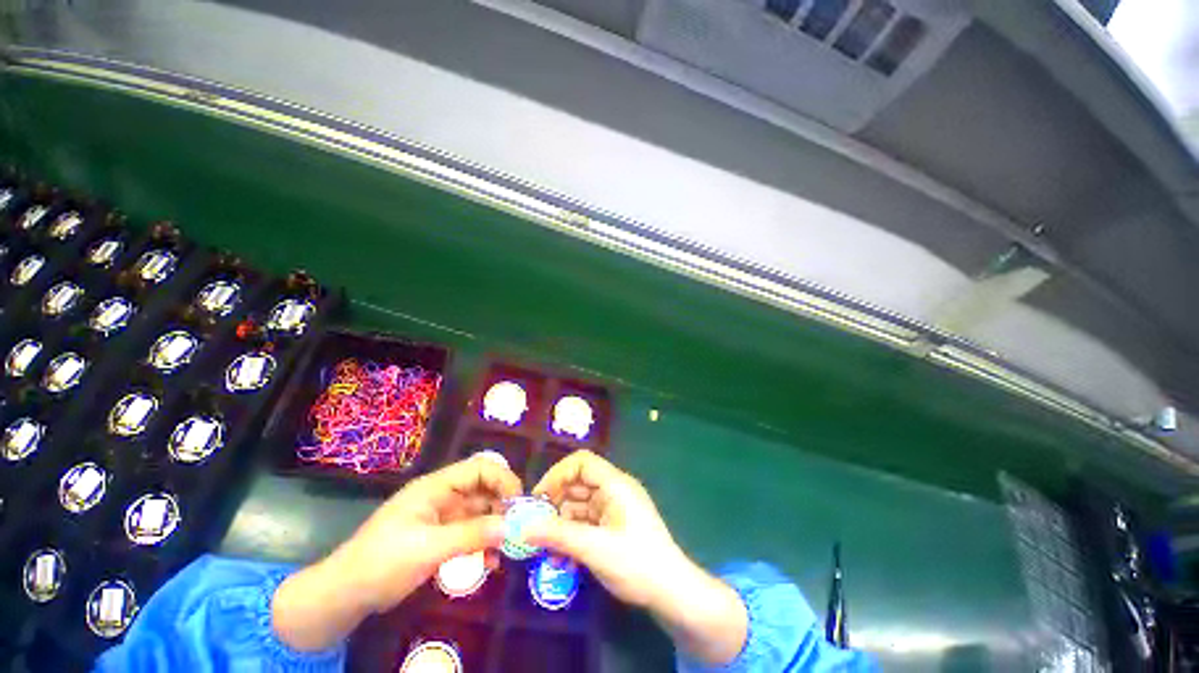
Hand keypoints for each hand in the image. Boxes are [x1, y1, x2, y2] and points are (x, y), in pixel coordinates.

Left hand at [272, 455, 521, 650]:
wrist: (344, 594)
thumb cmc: (382, 563)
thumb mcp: (427, 549)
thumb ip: (471, 535)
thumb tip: (511, 525)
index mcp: (437, 486)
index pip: (480, 468)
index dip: (503, 479)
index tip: (520, 503)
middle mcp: (443, 496)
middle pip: (484, 489)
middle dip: (503, 505)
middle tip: (518, 528)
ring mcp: (442, 517)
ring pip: (480, 512)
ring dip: (495, 527)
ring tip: (508, 548)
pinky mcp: (440, 537)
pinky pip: (470, 533)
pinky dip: (483, 543)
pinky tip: (490, 563)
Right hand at [522, 449, 689, 608]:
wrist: (671, 592)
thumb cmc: (636, 563)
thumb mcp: (594, 549)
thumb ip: (558, 536)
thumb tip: (523, 529)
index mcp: (615, 484)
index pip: (582, 462)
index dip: (558, 474)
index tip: (539, 497)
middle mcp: (614, 490)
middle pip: (578, 484)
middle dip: (556, 503)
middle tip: (535, 527)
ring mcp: (614, 508)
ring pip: (579, 505)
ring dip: (561, 524)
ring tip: (545, 550)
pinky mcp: (613, 526)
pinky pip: (586, 522)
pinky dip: (572, 535)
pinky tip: (561, 558)